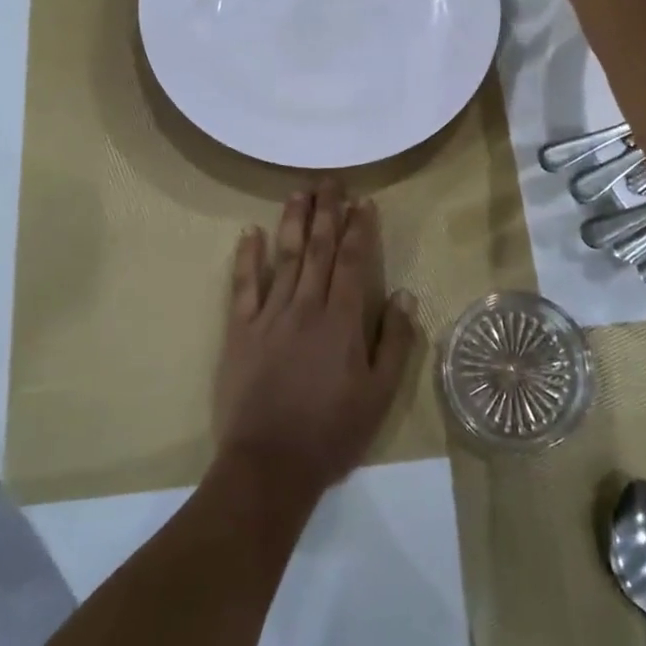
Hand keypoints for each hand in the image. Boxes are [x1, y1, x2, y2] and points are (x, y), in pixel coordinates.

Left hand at [215, 182, 419, 497]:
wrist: (269, 465)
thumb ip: (394, 342)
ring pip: (284, 257)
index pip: (352, 262)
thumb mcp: (379, 395)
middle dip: (327, 212)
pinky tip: (250, 233)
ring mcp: (268, 316)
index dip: (359, 229)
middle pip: (317, 249)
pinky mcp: (239, 331)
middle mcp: (305, 308)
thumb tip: (405, 295)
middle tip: (331, 181)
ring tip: (299, 192)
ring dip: (293, 222)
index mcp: (341, 322)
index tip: (363, 202)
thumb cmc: (331, 433)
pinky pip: (243, 286)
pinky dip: (247, 257)